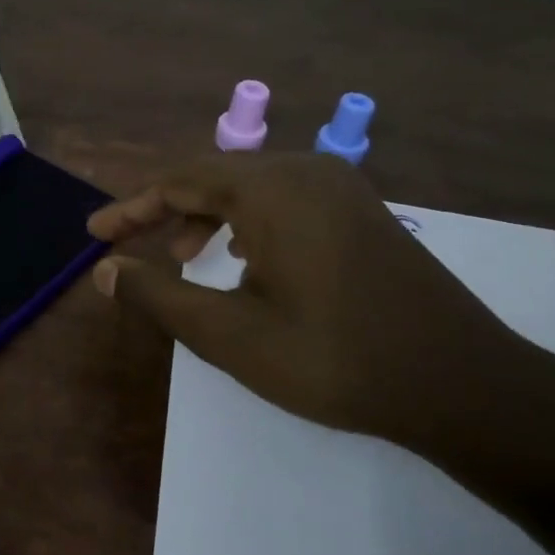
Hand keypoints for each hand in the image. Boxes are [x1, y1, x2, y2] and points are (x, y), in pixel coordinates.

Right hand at [87, 152, 554, 465]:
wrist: (460, 383)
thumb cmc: (332, 358)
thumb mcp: (229, 333)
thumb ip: (159, 295)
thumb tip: (105, 270)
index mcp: (271, 188)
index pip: (179, 181)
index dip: (131, 208)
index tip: (95, 235)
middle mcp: (306, 171)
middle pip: (215, 177)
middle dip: (168, 211)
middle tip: (135, 249)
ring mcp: (342, 189)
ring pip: (252, 189)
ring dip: (209, 218)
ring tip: (186, 260)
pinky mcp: (363, 212)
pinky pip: (287, 201)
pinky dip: (250, 224)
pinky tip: (247, 262)